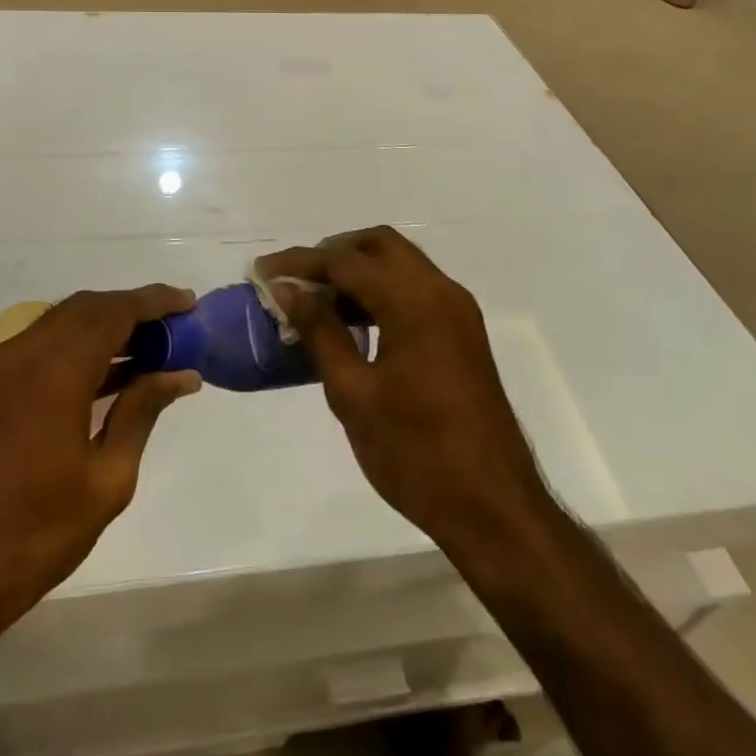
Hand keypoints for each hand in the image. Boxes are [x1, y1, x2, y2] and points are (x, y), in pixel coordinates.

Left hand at [0, 286, 201, 653]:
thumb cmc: (32, 535)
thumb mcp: (106, 480)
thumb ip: (141, 412)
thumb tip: (181, 375)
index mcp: (52, 371)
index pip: (112, 312)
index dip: (154, 301)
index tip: (190, 302)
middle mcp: (22, 353)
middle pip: (87, 308)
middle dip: (134, 309)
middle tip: (177, 328)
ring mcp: (0, 366)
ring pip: (65, 322)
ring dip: (108, 325)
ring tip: (155, 348)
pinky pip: (46, 344)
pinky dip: (82, 346)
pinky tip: (115, 371)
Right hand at [257, 229, 550, 558]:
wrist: (494, 510)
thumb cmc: (416, 452)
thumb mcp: (353, 393)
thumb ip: (320, 331)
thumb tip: (288, 290)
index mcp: (414, 301)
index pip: (346, 261)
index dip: (300, 263)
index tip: (261, 271)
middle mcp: (440, 291)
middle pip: (379, 245)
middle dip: (333, 254)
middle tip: (294, 280)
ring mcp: (457, 311)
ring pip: (400, 265)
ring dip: (358, 271)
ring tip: (314, 302)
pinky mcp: (463, 333)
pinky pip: (415, 291)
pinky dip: (381, 292)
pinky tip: (352, 324)